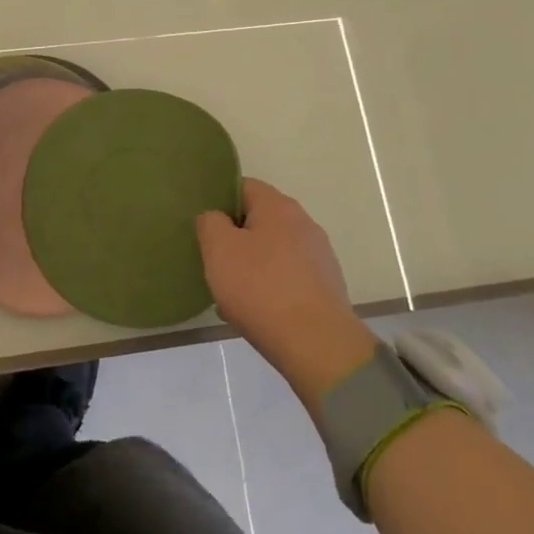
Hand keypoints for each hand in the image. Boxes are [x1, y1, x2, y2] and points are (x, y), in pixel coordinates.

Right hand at [197, 178, 377, 403]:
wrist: (318, 346)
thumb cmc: (261, 288)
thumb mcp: (218, 249)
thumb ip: (209, 222)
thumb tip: (215, 218)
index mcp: (278, 206)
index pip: (243, 187)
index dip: (219, 202)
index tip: (205, 227)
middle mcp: (304, 223)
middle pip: (260, 220)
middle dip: (236, 238)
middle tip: (215, 261)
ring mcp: (320, 256)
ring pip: (274, 251)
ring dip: (253, 265)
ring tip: (233, 292)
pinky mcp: (327, 288)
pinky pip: (289, 277)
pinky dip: (272, 287)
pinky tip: (259, 311)